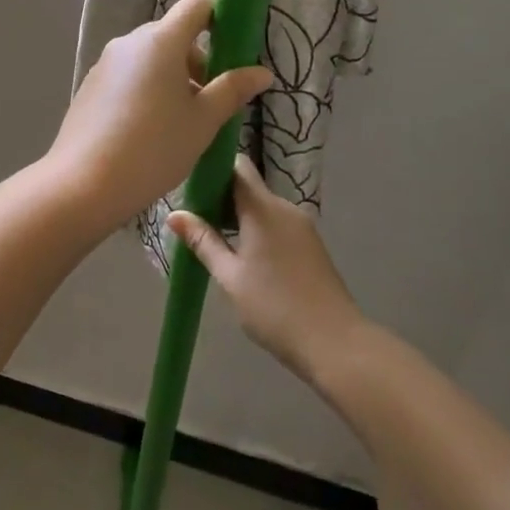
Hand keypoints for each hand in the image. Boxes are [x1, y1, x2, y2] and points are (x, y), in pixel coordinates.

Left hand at [48, 0, 272, 227]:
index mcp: (161, 41)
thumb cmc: (154, 148)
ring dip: (171, 77)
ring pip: (149, 57)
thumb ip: (232, 90)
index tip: (231, 52)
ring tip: (180, 123)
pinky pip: (128, 75)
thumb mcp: (203, 121)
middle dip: (196, 60)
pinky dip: (145, 89)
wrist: (84, 184)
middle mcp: (129, 43)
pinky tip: (148, 131)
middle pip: (172, 34)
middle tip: (209, 102)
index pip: (196, 6)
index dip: (218, 19)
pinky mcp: (91, 86)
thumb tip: (262, 72)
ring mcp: (105, 63)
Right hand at [169, 156, 366, 381]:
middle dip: (222, 197)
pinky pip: (277, 223)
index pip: (236, 166)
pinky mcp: (311, 243)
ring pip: (263, 206)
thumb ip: (203, 241)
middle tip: (196, 219)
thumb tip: (174, 214)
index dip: (213, 169)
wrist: (335, 343)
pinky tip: (245, 256)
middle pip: (248, 186)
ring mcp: (301, 225)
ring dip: (239, 216)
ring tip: (215, 240)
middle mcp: (284, 207)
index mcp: (262, 208)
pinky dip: (258, 229)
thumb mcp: (230, 277)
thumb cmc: (274, 308)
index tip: (191, 186)